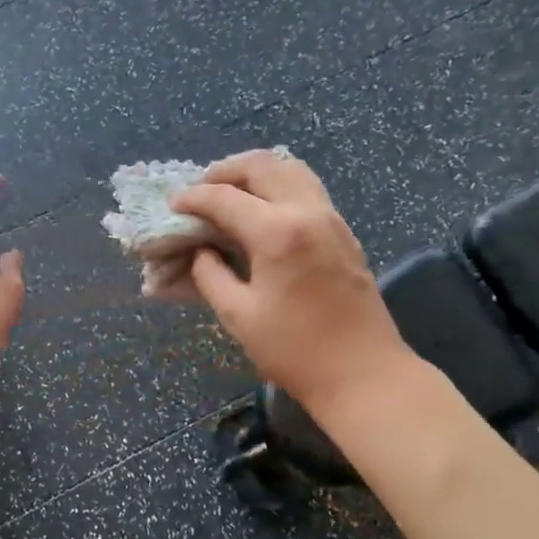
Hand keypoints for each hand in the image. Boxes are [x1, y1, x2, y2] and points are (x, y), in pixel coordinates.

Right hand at [172, 151, 412, 418]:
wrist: (364, 374)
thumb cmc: (296, 351)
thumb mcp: (239, 316)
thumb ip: (211, 275)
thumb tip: (200, 251)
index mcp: (277, 232)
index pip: (224, 198)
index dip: (193, 198)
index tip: (173, 206)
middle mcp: (307, 211)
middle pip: (261, 165)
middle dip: (224, 171)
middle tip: (201, 192)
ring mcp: (332, 218)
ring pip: (290, 169)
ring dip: (255, 173)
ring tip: (231, 194)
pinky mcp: (344, 232)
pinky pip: (308, 188)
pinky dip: (279, 186)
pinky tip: (263, 212)